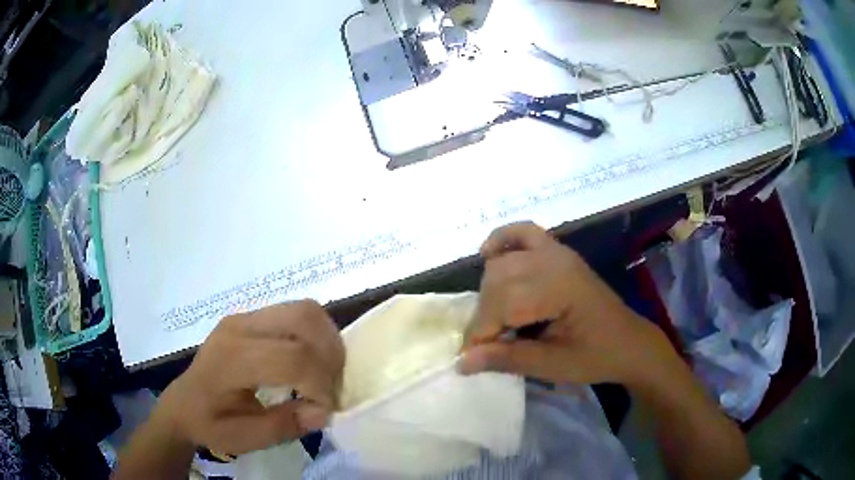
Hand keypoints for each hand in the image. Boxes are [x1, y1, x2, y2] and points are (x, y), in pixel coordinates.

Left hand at [153, 300, 344, 454]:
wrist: (183, 403)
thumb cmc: (210, 423)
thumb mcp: (245, 438)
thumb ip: (285, 425)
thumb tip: (323, 411)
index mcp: (232, 358)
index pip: (292, 358)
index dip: (321, 385)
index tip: (324, 410)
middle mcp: (240, 326)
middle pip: (304, 319)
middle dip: (330, 355)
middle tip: (332, 386)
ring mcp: (245, 316)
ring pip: (305, 310)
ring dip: (326, 341)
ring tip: (325, 373)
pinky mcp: (251, 317)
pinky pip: (296, 313)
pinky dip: (315, 335)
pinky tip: (310, 361)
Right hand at [461, 222, 672, 385]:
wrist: (629, 343)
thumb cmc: (596, 357)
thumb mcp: (553, 366)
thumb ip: (508, 359)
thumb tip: (463, 361)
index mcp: (560, 288)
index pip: (503, 303)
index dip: (481, 332)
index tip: (471, 359)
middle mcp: (555, 261)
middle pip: (498, 280)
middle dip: (485, 315)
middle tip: (487, 345)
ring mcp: (557, 252)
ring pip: (504, 262)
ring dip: (490, 290)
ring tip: (495, 321)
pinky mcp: (559, 252)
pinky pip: (524, 233)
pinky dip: (502, 240)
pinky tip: (488, 255)